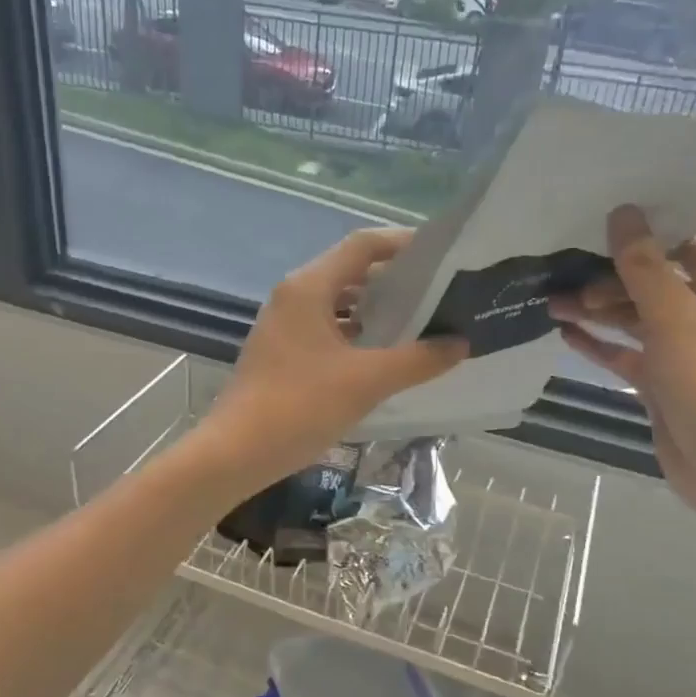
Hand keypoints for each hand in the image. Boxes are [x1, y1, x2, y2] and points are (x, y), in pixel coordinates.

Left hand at [203, 229, 467, 483]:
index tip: (443, 257)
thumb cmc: (299, 406)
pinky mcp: (283, 352)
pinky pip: (328, 329)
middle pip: (352, 272)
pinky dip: (358, 334)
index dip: (404, 244)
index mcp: (309, 287)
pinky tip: (387, 356)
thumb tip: (460, 343)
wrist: (235, 452)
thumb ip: (417, 359)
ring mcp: (285, 325)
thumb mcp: (366, 381)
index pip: (363, 245)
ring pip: (340, 303)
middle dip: (396, 280)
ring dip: (377, 310)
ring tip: (422, 323)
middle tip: (441, 293)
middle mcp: (294, 296)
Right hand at [549, 207, 695, 533]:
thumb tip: (622, 212)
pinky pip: (622, 352)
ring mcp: (680, 348)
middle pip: (650, 278)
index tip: (597, 215)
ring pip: (631, 316)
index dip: (645, 226)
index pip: (684, 239)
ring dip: (595, 308)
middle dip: (607, 274)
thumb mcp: (675, 315)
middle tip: (563, 274)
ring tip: (550, 301)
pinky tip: (563, 332)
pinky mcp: (659, 380)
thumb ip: (643, 266)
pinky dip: (597, 343)